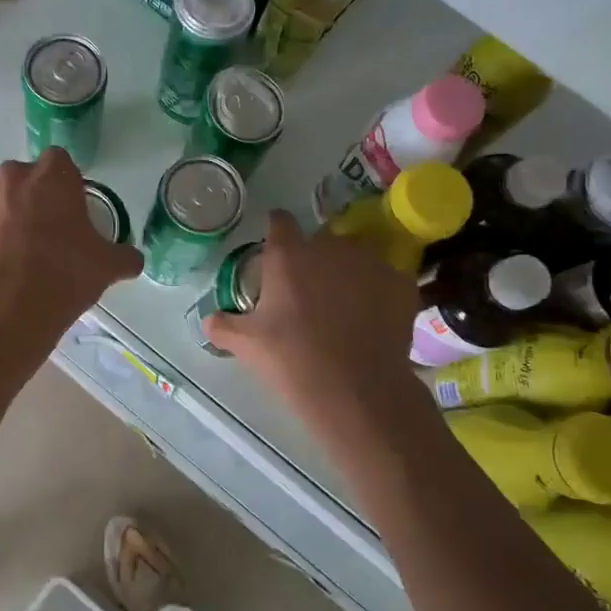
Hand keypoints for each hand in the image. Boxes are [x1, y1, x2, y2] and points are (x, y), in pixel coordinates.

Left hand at [0, 149, 142, 340]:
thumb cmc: (64, 277)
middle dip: (31, 199)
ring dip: (1, 217)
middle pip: (23, 179)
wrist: (6, 312)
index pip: (60, 163)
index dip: (65, 186)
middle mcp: (11, 176)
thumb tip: (132, 259)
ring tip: (11, 255)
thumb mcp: (107, 267)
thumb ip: (124, 255)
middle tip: (42, 236)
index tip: (69, 213)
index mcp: (52, 175)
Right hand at [203, 211, 418, 415]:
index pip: (279, 221)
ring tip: (346, 307)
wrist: (355, 390)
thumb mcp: (247, 345)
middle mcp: (330, 246)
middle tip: (309, 291)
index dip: (277, 232)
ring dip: (349, 272)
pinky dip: (379, 293)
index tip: (276, 250)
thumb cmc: (292, 359)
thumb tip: (208, 321)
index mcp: (288, 255)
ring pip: (356, 257)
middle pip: (320, 240)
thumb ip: (224, 326)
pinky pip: (386, 279)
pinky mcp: (401, 283)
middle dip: (315, 258)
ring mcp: (370, 261)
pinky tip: (373, 319)